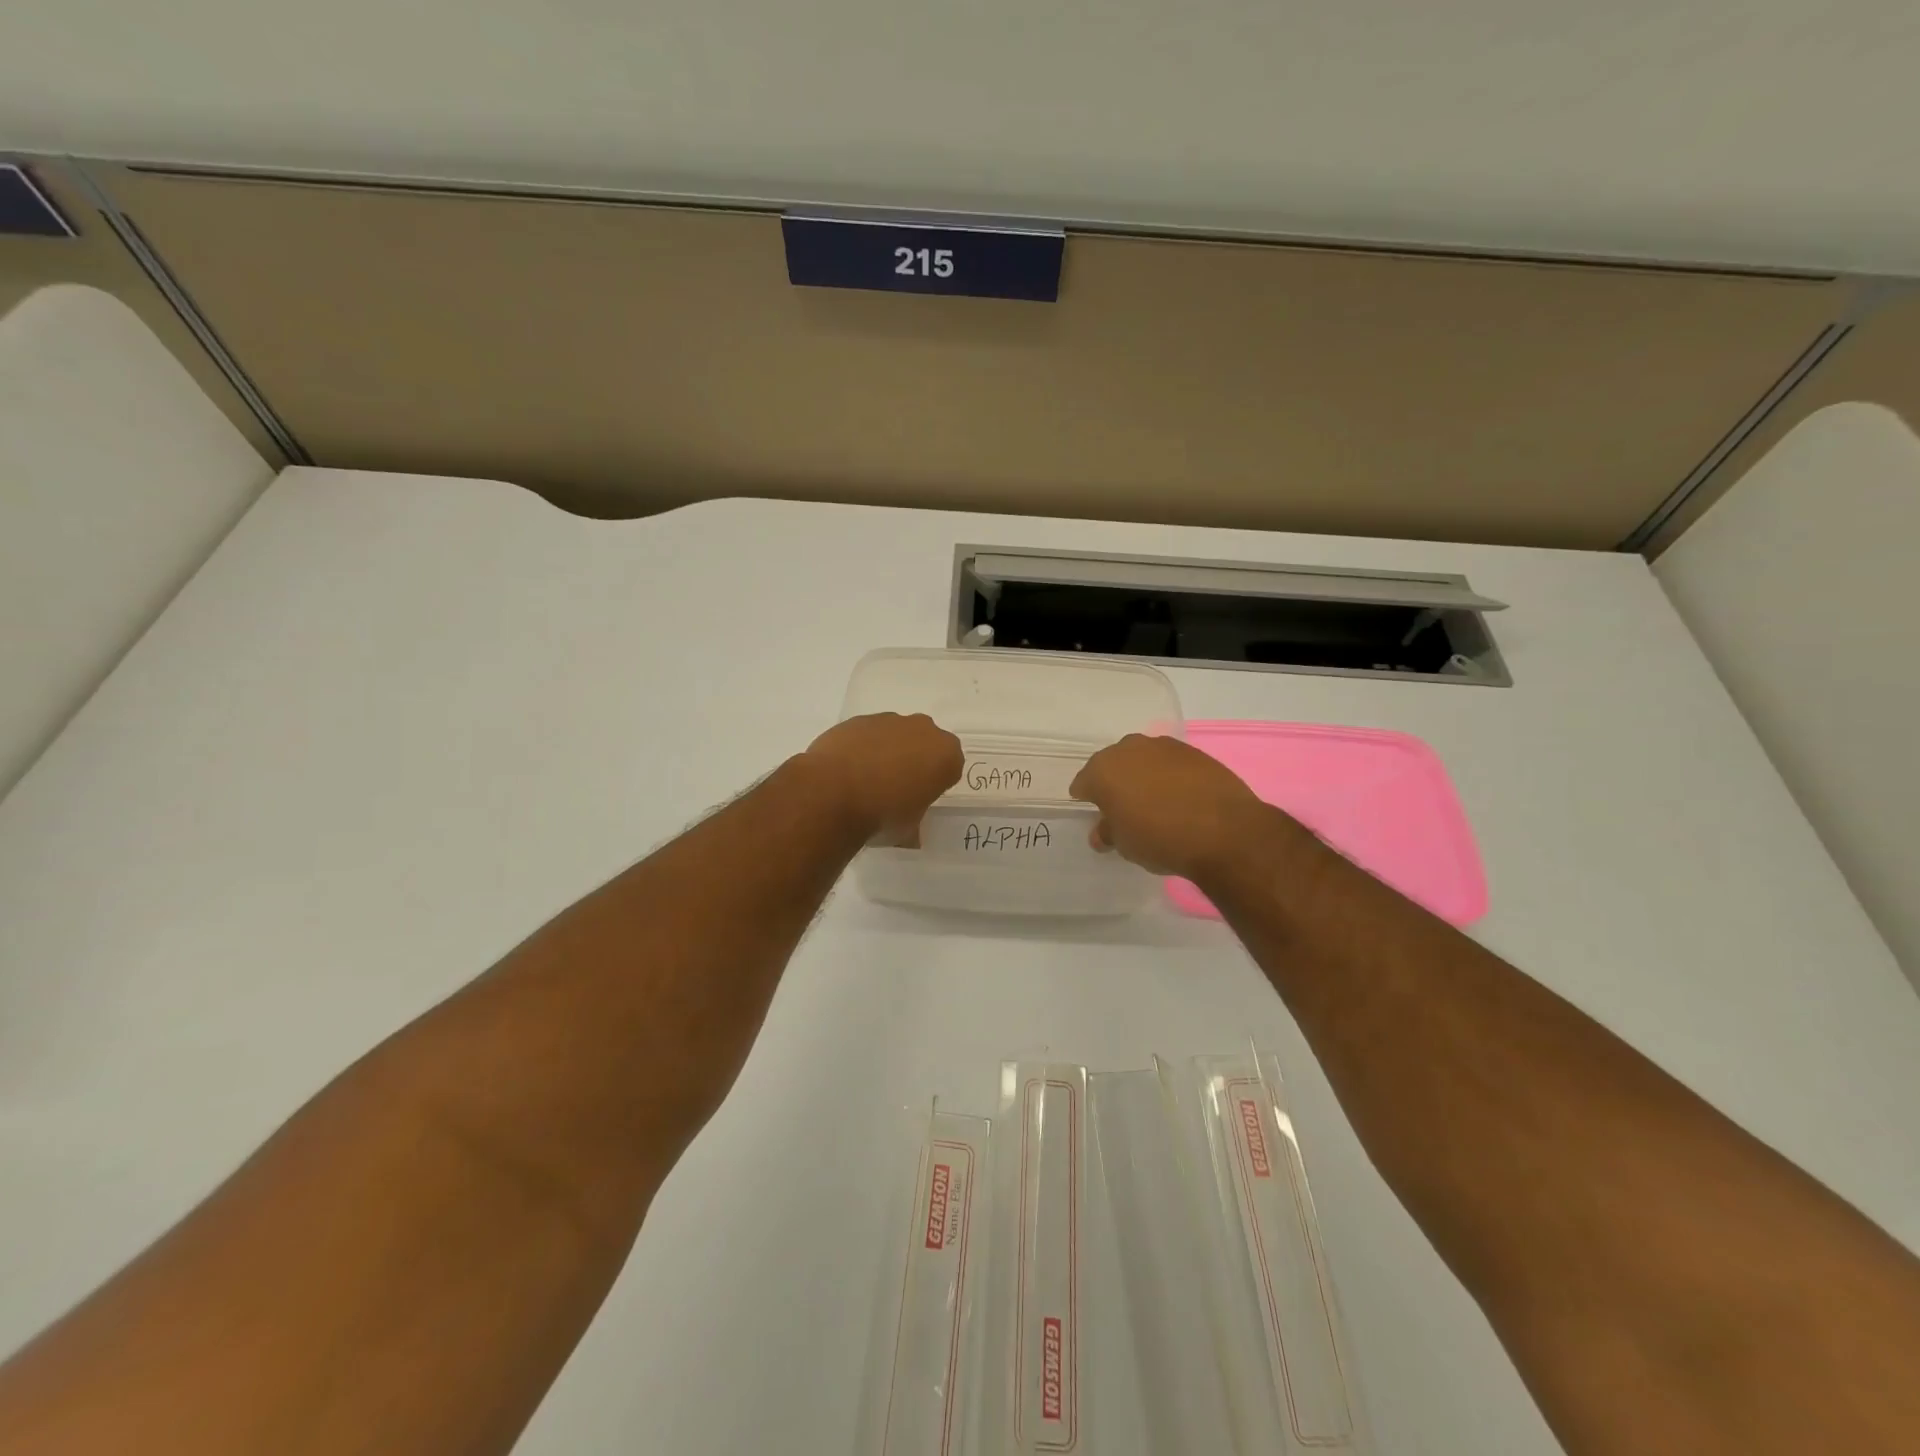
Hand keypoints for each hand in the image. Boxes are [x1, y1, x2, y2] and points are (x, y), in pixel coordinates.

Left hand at [804, 713, 962, 842]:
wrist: (832, 794)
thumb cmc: (883, 815)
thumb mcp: (908, 830)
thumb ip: (914, 822)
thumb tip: (909, 833)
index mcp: (946, 755)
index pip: (950, 767)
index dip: (935, 784)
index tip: (919, 799)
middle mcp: (922, 729)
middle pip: (924, 744)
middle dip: (914, 760)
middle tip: (896, 789)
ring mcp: (888, 721)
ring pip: (895, 735)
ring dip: (887, 752)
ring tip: (866, 781)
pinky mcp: (857, 720)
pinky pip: (867, 735)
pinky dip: (861, 748)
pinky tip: (846, 772)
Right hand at [1069, 734, 1274, 879]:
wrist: (1224, 831)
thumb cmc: (1160, 839)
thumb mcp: (1125, 845)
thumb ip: (1109, 833)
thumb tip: (1102, 832)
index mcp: (1102, 770)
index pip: (1083, 783)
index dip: (1087, 799)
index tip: (1097, 815)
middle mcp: (1128, 749)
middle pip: (1112, 765)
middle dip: (1114, 783)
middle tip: (1124, 808)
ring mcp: (1163, 746)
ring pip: (1142, 759)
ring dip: (1142, 775)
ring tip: (1154, 801)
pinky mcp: (1193, 751)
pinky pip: (1169, 762)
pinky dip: (1169, 775)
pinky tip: (1179, 796)